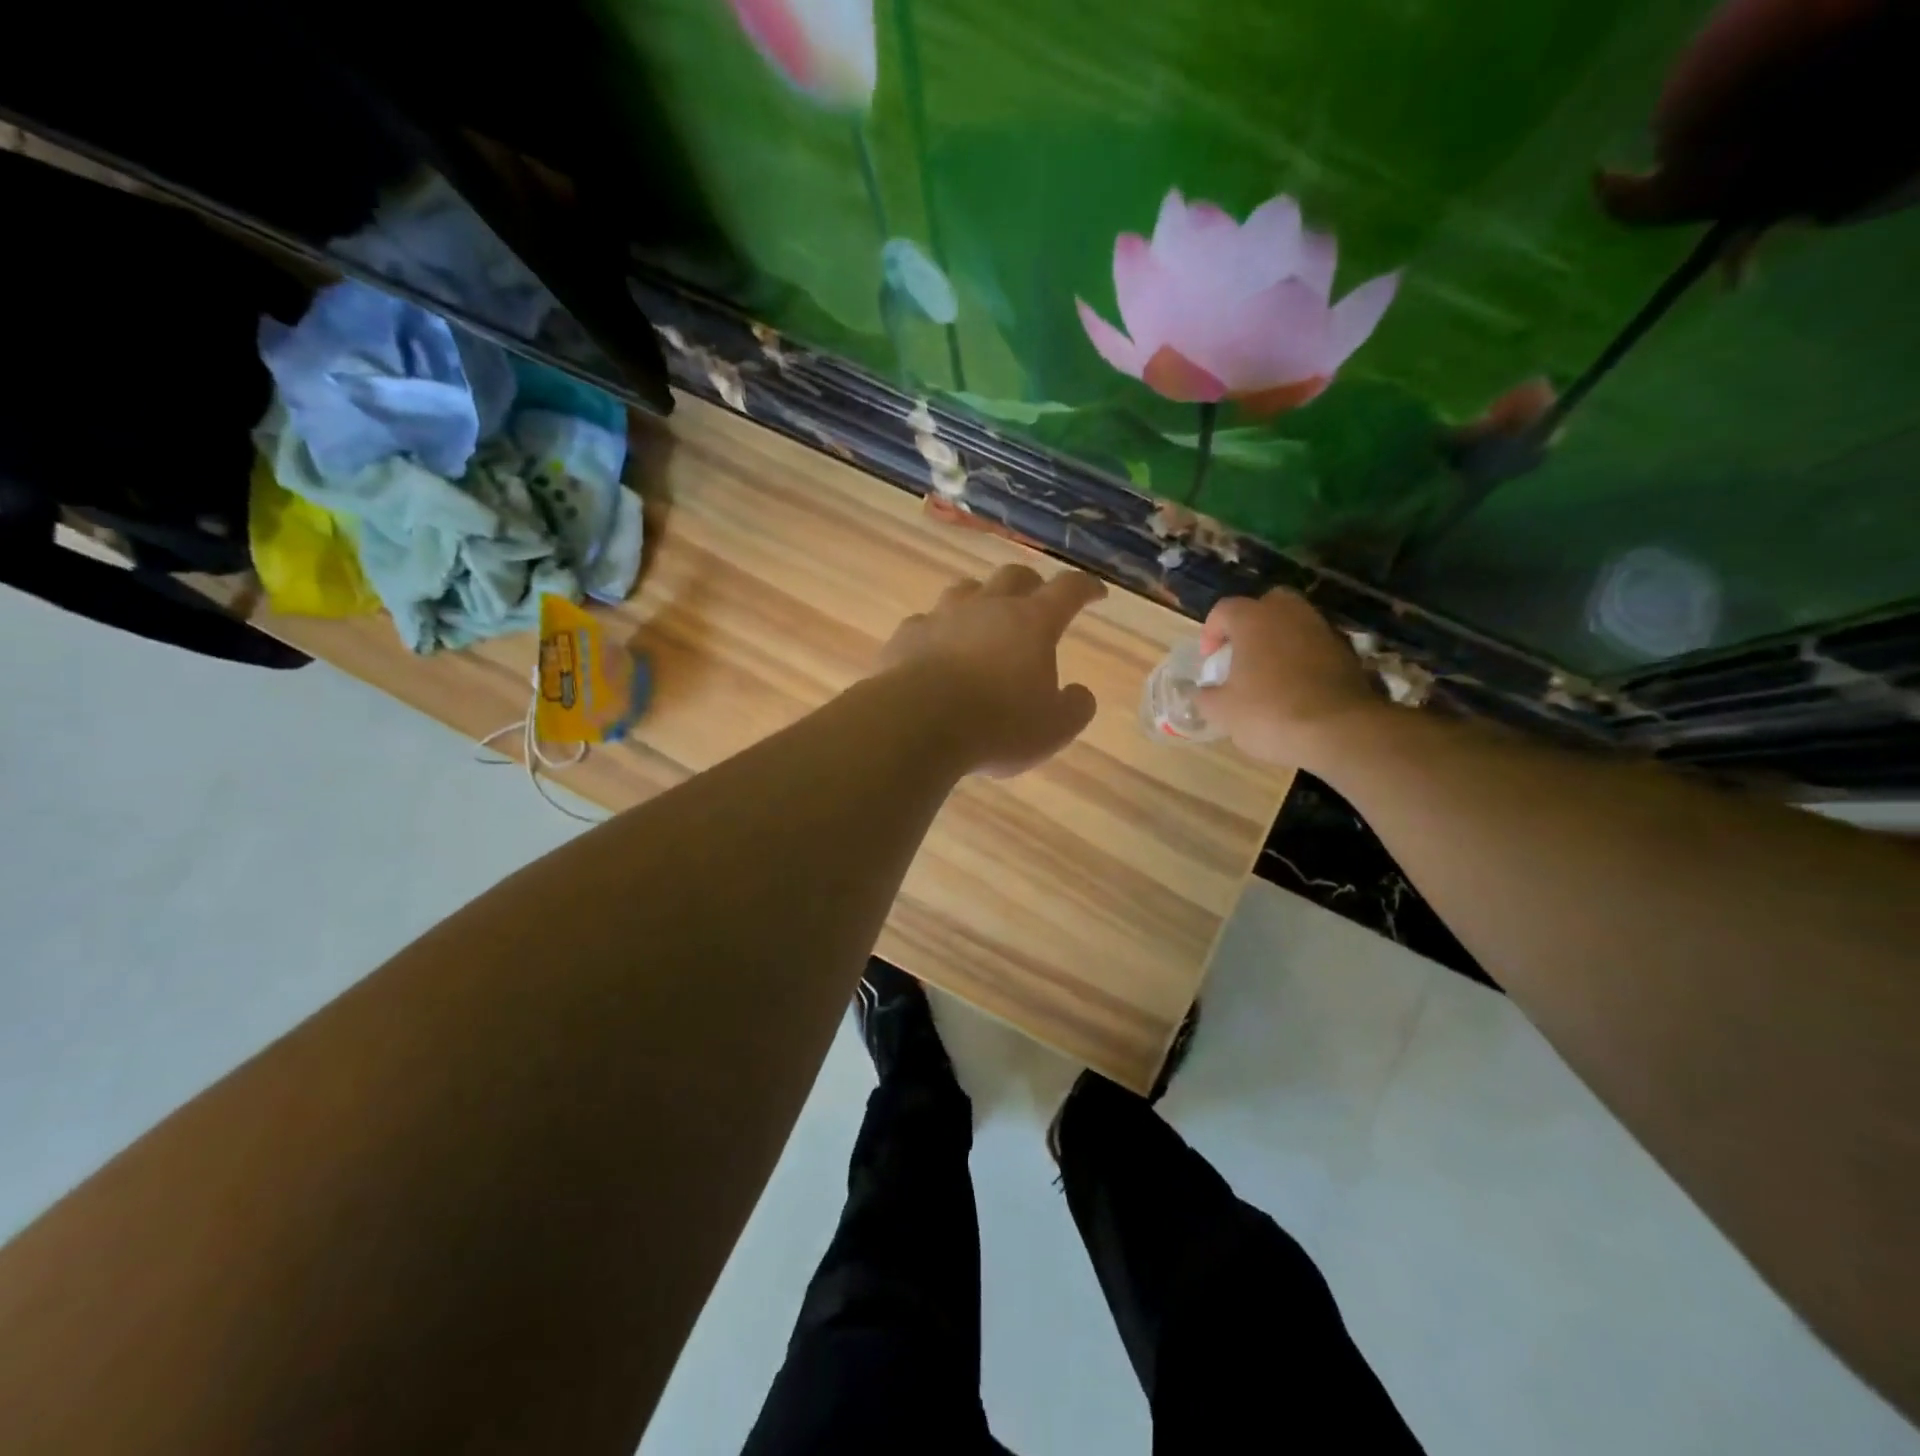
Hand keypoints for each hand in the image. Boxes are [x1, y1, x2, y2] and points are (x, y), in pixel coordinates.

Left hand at [878, 564, 1105, 776]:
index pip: (1068, 590)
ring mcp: (942, 617)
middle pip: (1014, 576)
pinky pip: (926, 622)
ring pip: (966, 589)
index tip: (1096, 593)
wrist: (917, 723)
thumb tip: (1080, 694)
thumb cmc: (997, 725)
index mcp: (1032, 623)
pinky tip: (935, 648)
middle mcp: (988, 607)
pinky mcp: (907, 636)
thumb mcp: (1053, 729)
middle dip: (1031, 584)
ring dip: (980, 598)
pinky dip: (937, 631)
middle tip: (1037, 599)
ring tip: (983, 616)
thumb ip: (1074, 708)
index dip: (1085, 587)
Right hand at [1196, 589, 1386, 766]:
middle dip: (1250, 625)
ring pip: (1294, 624)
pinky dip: (1303, 658)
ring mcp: (1322, 630)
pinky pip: (1315, 646)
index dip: (1211, 632)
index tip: (1209, 659)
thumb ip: (1206, 697)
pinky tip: (1296, 687)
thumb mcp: (1222, 711)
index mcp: (1253, 619)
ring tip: (1269, 673)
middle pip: (1266, 605)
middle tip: (1241, 654)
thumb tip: (1202, 692)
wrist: (1339, 730)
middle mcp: (1289, 614)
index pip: (1224, 610)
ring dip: (1279, 641)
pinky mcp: (1347, 652)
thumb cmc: (1269, 712)